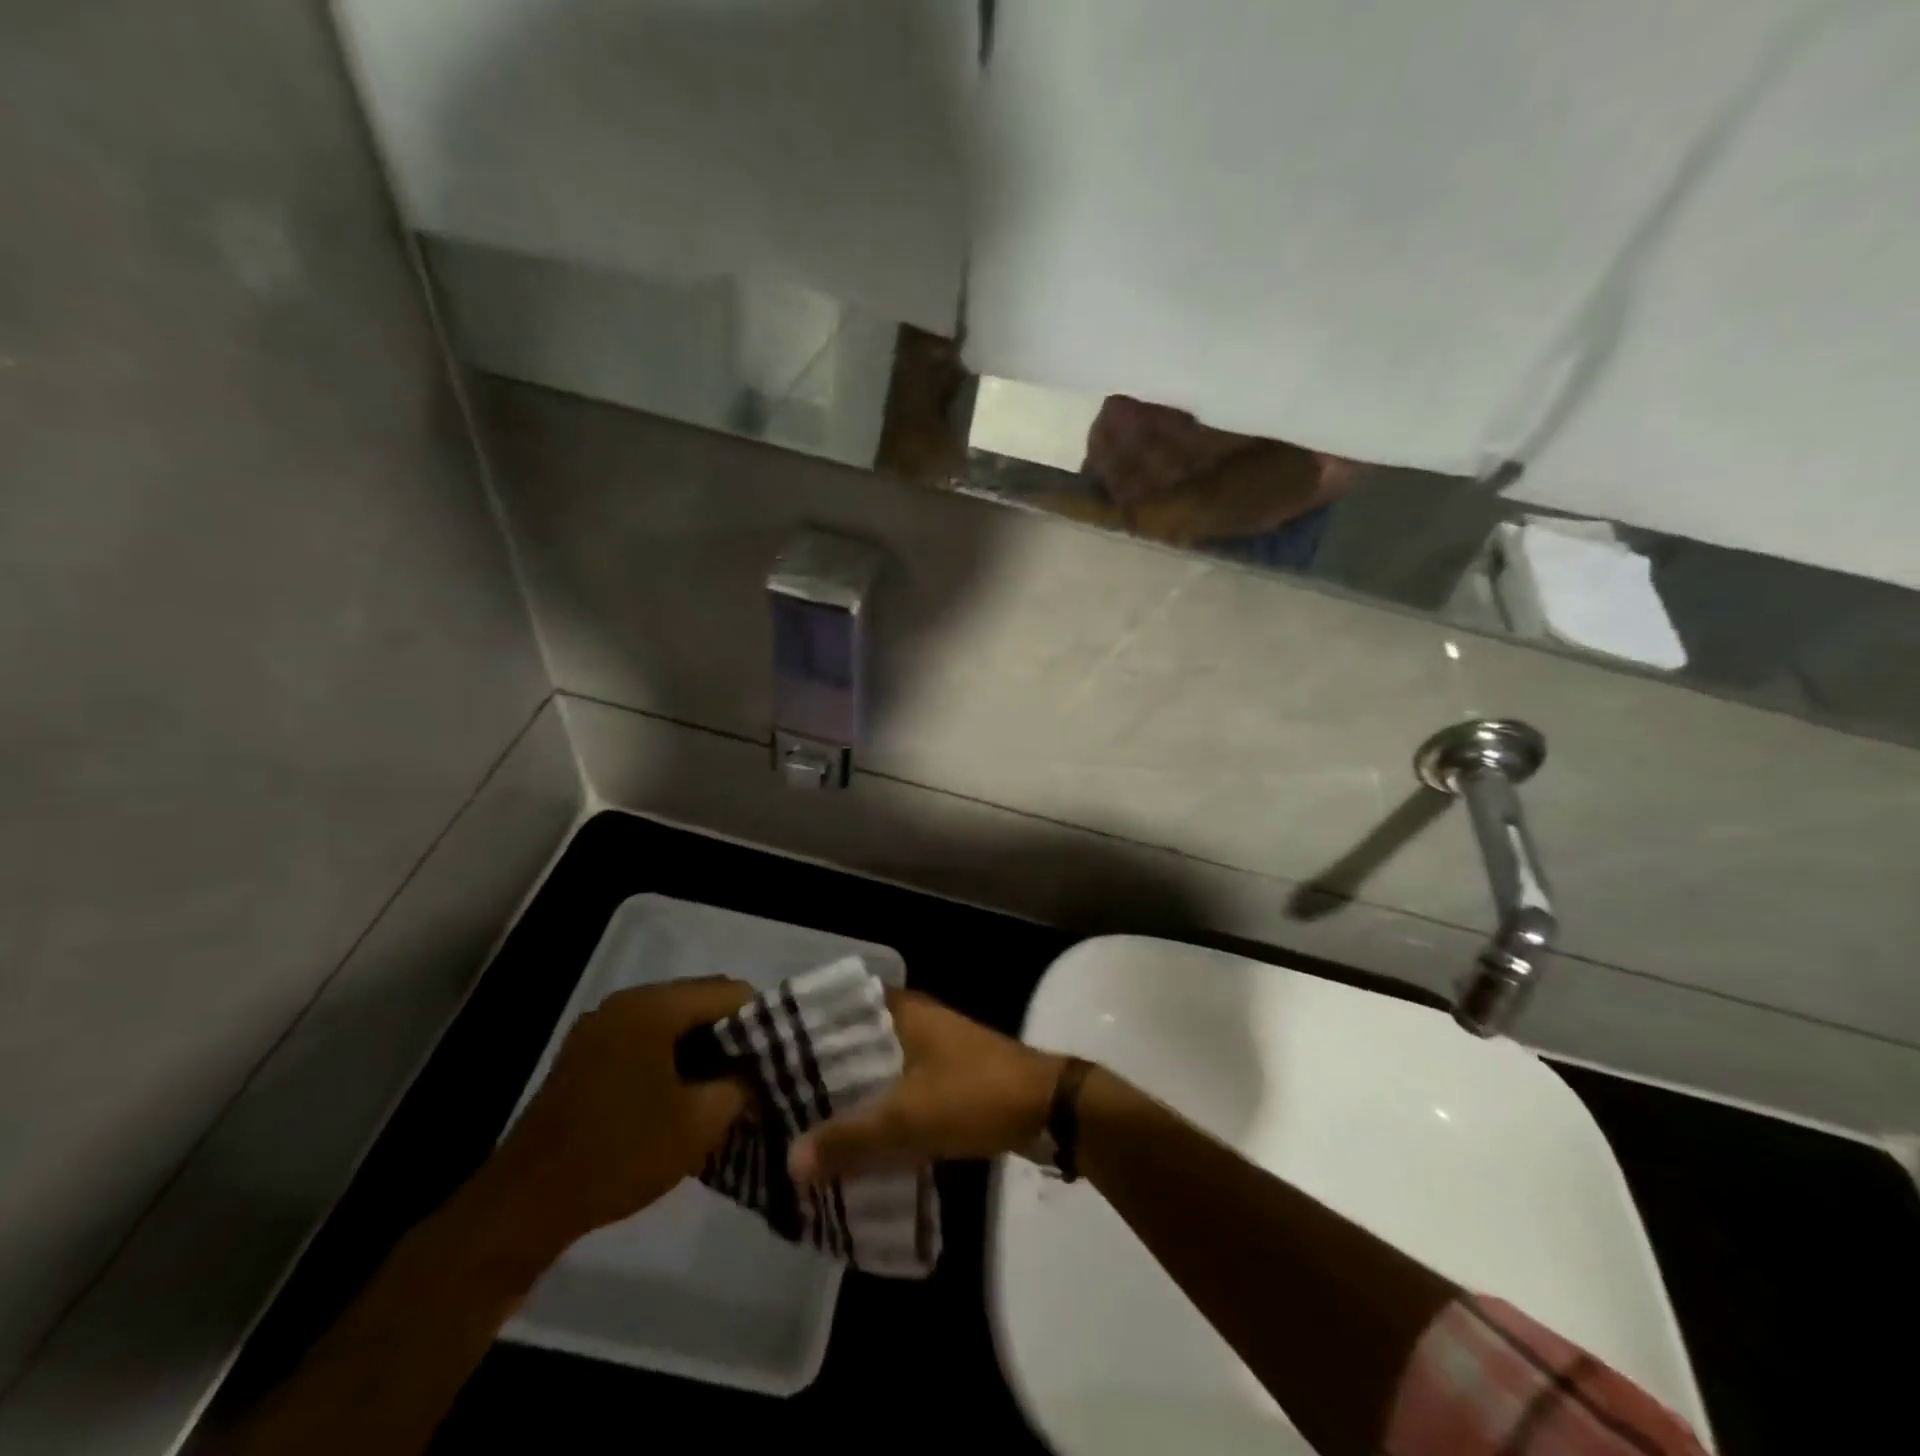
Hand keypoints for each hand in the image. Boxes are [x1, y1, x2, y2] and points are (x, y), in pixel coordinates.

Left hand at [494, 976, 753, 1244]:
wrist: (524, 1205)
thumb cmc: (620, 1154)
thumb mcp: (700, 1122)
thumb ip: (742, 1086)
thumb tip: (760, 1072)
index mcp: (654, 1006)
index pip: (730, 992)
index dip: (761, 1021)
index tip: (777, 1057)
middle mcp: (626, 1002)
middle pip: (700, 1001)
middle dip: (732, 1034)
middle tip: (754, 1073)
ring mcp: (601, 1026)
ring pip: (673, 1021)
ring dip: (702, 1047)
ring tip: (723, 1086)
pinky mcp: (586, 1053)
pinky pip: (646, 1038)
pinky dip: (671, 1057)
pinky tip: (682, 1094)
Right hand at [789, 991, 1065, 1183]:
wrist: (1046, 1109)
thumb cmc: (974, 1095)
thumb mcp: (908, 1120)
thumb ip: (849, 1139)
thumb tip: (790, 1160)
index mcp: (901, 1010)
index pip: (838, 1006)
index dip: (802, 1026)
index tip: (764, 1053)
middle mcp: (912, 1018)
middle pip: (852, 1037)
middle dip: (819, 1066)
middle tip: (773, 1095)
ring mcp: (930, 1044)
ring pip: (874, 1062)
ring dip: (847, 1087)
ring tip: (802, 1117)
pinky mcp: (943, 1073)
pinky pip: (895, 1082)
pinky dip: (873, 1102)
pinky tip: (851, 1132)